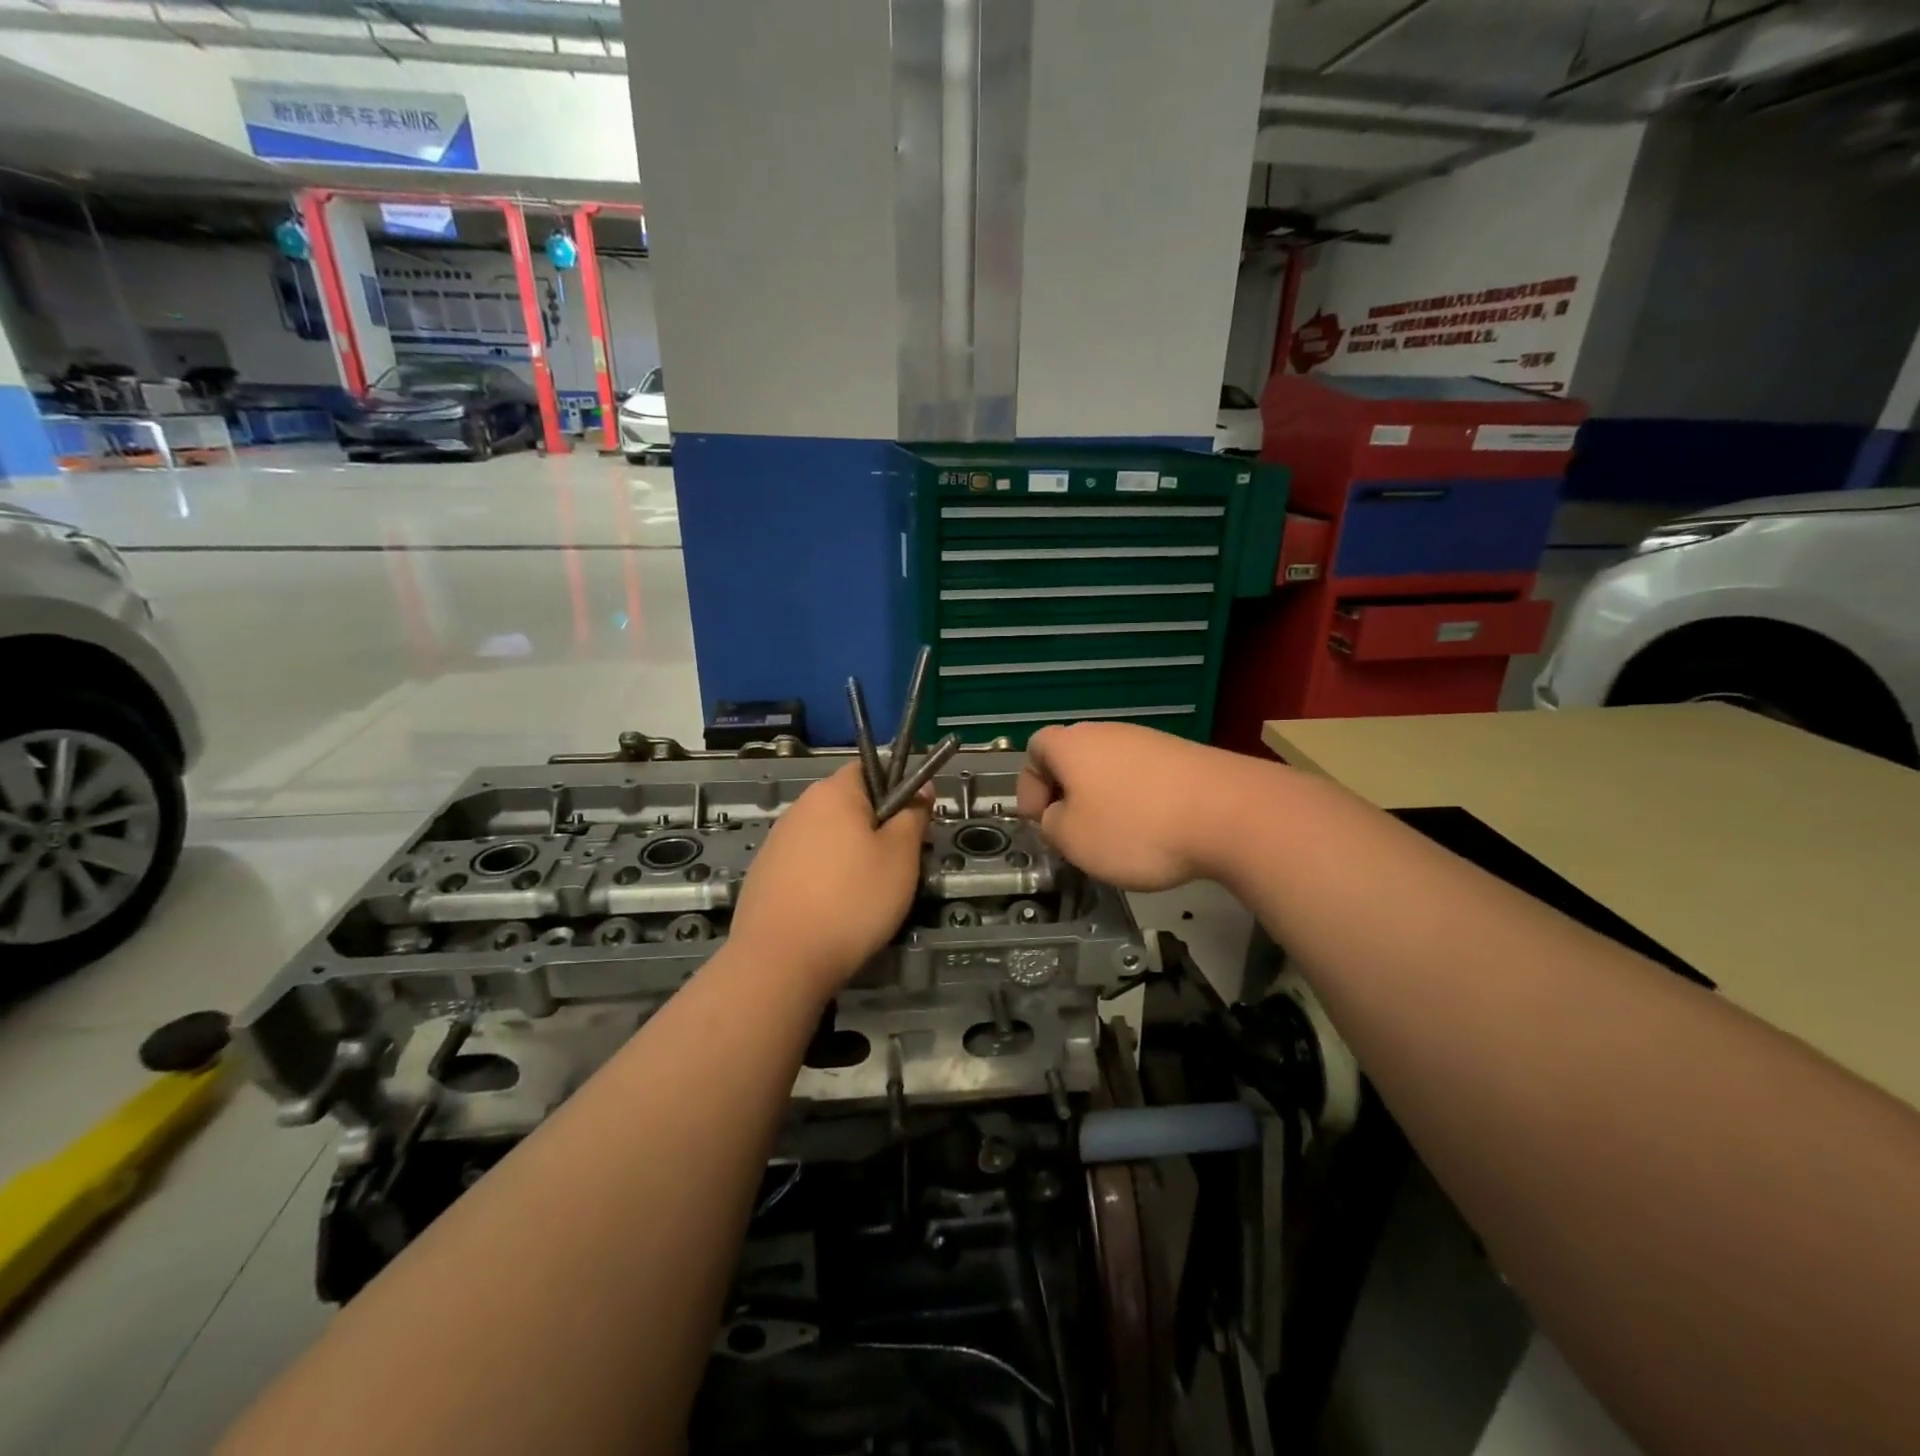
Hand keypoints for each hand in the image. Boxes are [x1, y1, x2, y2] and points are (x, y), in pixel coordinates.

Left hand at [728, 763, 930, 999]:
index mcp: (834, 792)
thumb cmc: (853, 900)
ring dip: (849, 854)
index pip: (870, 768)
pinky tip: (832, 909)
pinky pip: (806, 863)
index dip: (897, 789)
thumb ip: (913, 815)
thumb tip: (922, 787)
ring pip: (827, 836)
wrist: (780, 960)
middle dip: (875, 827)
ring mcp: (777, 840)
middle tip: (897, 865)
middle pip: (848, 804)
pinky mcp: (764, 873)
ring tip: (866, 893)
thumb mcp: (901, 856)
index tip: (912, 825)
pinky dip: (823, 876)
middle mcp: (801, 806)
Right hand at [1015, 722, 1269, 890]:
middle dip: (1067, 794)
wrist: (1229, 813)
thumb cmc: (1136, 827)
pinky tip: (1155, 831)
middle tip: (1073, 832)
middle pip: (1073, 757)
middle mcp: (1107, 732)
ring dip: (1104, 799)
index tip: (1040, 820)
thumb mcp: (1072, 840)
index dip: (1029, 786)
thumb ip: (1051, 825)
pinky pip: (1145, 777)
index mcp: (1072, 744)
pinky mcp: (1183, 756)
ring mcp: (1149, 740)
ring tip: (1116, 838)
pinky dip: (1140, 801)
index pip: (1034, 749)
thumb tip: (1059, 814)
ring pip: (1110, 768)